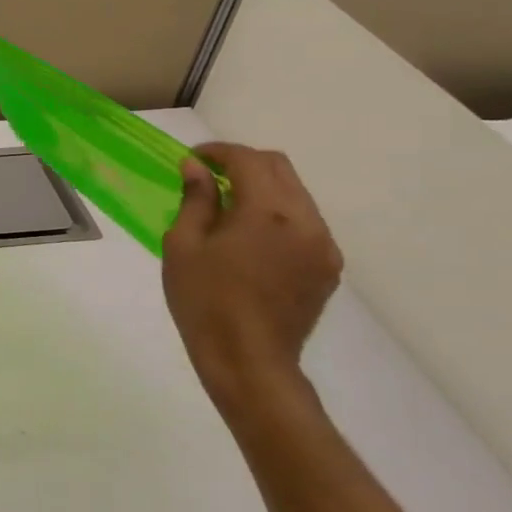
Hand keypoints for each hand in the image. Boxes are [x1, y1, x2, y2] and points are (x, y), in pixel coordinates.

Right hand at [161, 144, 343, 419]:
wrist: (248, 359)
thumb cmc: (204, 300)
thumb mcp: (183, 245)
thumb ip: (194, 200)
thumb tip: (196, 168)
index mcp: (267, 212)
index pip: (249, 161)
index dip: (219, 152)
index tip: (192, 159)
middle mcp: (306, 221)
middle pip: (280, 170)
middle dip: (243, 163)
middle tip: (208, 175)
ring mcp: (323, 246)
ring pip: (296, 195)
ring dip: (263, 188)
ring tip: (227, 206)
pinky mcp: (327, 267)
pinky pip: (305, 224)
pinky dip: (278, 214)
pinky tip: (250, 236)